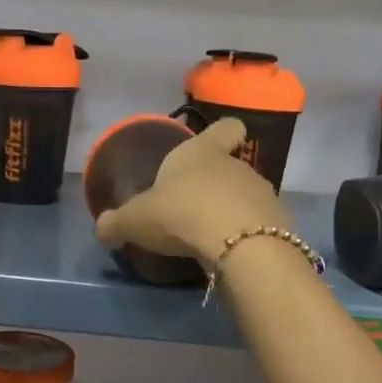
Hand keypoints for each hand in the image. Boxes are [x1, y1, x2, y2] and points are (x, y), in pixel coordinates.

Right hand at [92, 118, 289, 269]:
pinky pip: (259, 226)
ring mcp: (262, 194)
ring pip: (246, 197)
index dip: (221, 133)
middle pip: (231, 167)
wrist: (239, 245)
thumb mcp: (135, 220)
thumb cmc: (181, 214)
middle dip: (215, 186)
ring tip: (210, 238)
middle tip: (192, 210)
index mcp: (202, 153)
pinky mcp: (278, 224)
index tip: (218, 143)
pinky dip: (246, 236)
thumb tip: (103, 229)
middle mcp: (236, 166)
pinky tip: (229, 254)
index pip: (224, 128)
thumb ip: (116, 224)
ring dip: (231, 212)